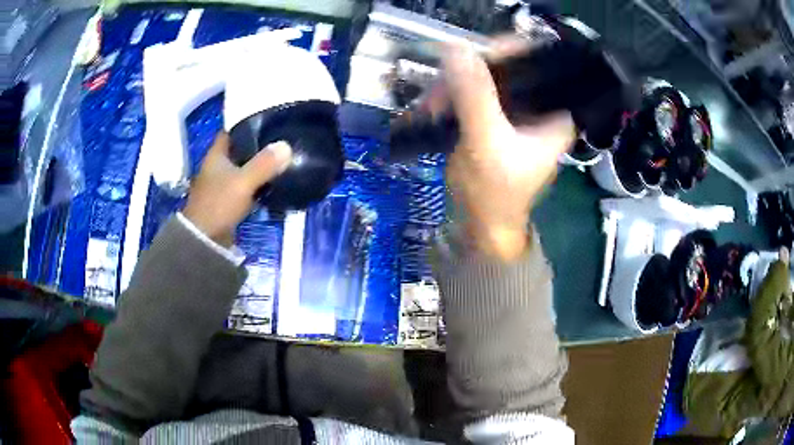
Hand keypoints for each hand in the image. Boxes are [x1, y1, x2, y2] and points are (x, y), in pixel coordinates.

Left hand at [183, 132, 291, 246]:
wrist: (204, 239)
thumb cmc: (219, 204)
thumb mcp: (243, 182)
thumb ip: (264, 164)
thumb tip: (287, 146)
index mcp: (216, 155)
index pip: (231, 131)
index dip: (247, 123)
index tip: (267, 120)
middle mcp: (217, 166)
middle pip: (239, 149)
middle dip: (257, 145)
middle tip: (280, 140)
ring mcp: (221, 184)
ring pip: (243, 168)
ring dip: (258, 165)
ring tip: (281, 159)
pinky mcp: (228, 201)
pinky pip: (245, 186)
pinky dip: (257, 183)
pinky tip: (272, 183)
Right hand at [442, 44, 574, 260]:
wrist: (482, 226)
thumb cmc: (494, 193)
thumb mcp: (486, 142)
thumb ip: (474, 95)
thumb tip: (456, 48)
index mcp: (554, 113)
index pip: (537, 64)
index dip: (506, 51)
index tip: (470, 54)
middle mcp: (540, 108)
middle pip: (508, 69)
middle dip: (469, 73)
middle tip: (440, 90)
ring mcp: (517, 113)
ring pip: (486, 80)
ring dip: (454, 88)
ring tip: (430, 106)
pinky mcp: (497, 120)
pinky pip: (474, 94)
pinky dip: (453, 98)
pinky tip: (434, 108)